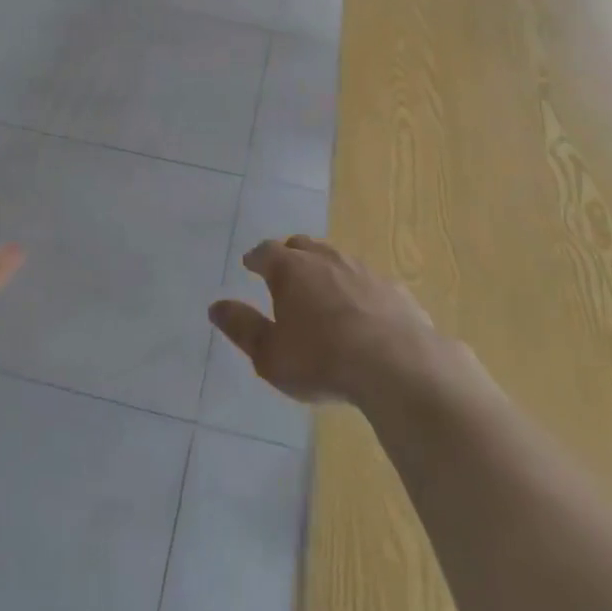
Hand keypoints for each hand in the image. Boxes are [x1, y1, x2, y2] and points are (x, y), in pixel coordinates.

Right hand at [209, 235, 443, 406]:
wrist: (396, 365)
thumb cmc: (321, 360)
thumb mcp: (270, 354)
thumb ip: (242, 328)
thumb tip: (216, 306)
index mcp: (291, 269)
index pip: (266, 252)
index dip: (256, 258)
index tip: (250, 264)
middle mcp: (325, 259)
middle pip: (302, 245)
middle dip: (290, 255)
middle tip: (284, 271)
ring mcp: (362, 270)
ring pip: (337, 259)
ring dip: (325, 269)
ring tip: (321, 289)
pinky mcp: (392, 288)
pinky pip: (367, 282)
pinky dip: (357, 290)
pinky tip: (362, 310)